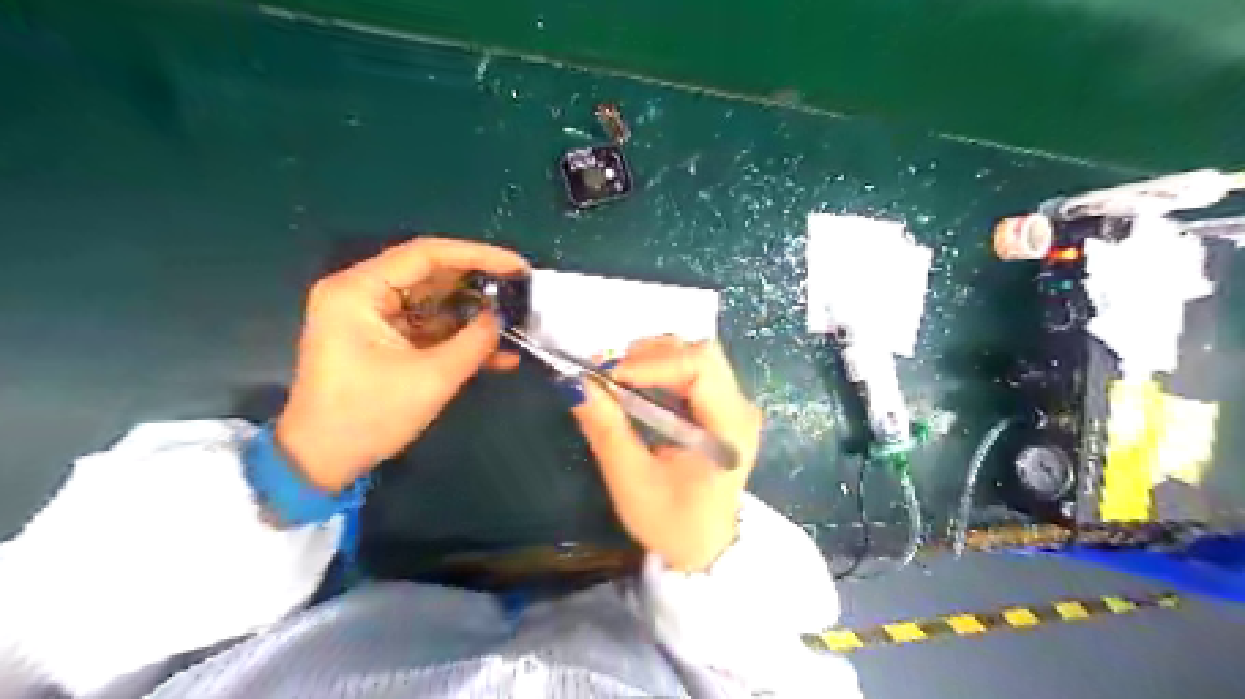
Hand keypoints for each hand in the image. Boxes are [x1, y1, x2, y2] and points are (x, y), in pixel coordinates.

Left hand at [273, 237, 525, 494]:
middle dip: (480, 284)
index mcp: (359, 291)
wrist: (322, 462)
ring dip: (474, 314)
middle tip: (522, 291)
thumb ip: (474, 342)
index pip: (426, 254)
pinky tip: (499, 353)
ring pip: (435, 302)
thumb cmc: (368, 417)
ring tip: (517, 321)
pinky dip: (460, 337)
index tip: (518, 266)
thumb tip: (502, 317)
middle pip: (431, 274)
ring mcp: (373, 317)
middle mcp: (363, 293)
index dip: (478, 255)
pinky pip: (429, 327)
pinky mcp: (384, 339)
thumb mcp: (431, 378)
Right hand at [572, 336, 764, 569]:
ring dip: (653, 359)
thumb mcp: (632, 481)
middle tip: (608, 374)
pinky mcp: (720, 407)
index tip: (609, 375)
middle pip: (700, 353)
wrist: (703, 549)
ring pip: (695, 356)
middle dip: (650, 355)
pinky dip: (658, 370)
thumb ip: (607, 429)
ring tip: (617, 379)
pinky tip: (634, 386)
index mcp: (730, 428)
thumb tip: (575, 384)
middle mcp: (740, 408)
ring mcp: (733, 405)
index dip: (652, 362)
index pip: (700, 367)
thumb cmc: (671, 523)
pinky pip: (691, 371)